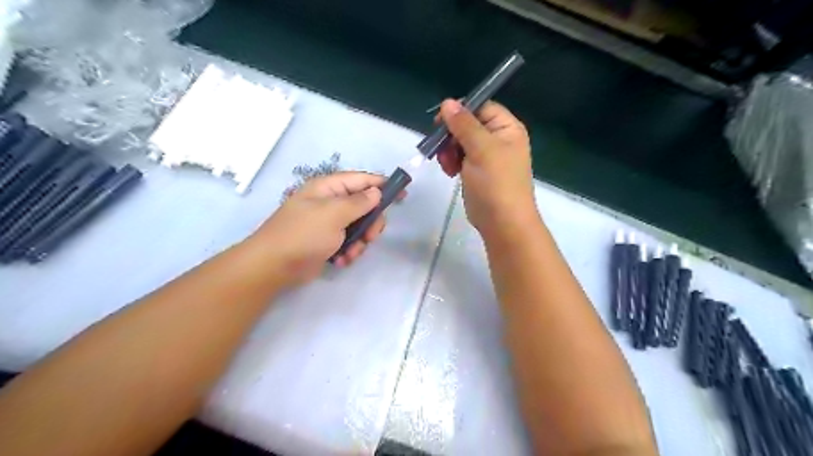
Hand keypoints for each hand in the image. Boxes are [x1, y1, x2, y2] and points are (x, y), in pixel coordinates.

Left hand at [247, 172, 398, 285]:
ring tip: (350, 254)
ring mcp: (328, 223)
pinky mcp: (327, 241)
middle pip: (364, 206)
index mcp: (329, 188)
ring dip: (360, 242)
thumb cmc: (304, 234)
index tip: (402, 194)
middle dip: (371, 223)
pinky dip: (349, 252)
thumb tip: (376, 191)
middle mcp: (330, 202)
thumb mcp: (334, 214)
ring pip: (359, 227)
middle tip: (370, 237)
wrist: (274, 266)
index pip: (362, 180)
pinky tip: (341, 261)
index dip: (383, 185)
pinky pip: (349, 242)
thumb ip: (359, 202)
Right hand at [434, 99, 538, 235]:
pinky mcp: (477, 172)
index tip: (439, 121)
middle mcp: (498, 139)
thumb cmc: (495, 183)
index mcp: (507, 128)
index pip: (481, 107)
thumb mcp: (481, 149)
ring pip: (461, 142)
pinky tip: (450, 172)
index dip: (460, 111)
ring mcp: (487, 157)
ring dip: (449, 150)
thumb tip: (447, 102)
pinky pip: (460, 158)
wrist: (502, 222)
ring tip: (447, 165)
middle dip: (451, 135)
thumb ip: (463, 124)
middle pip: (468, 125)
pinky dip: (452, 162)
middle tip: (440, 147)